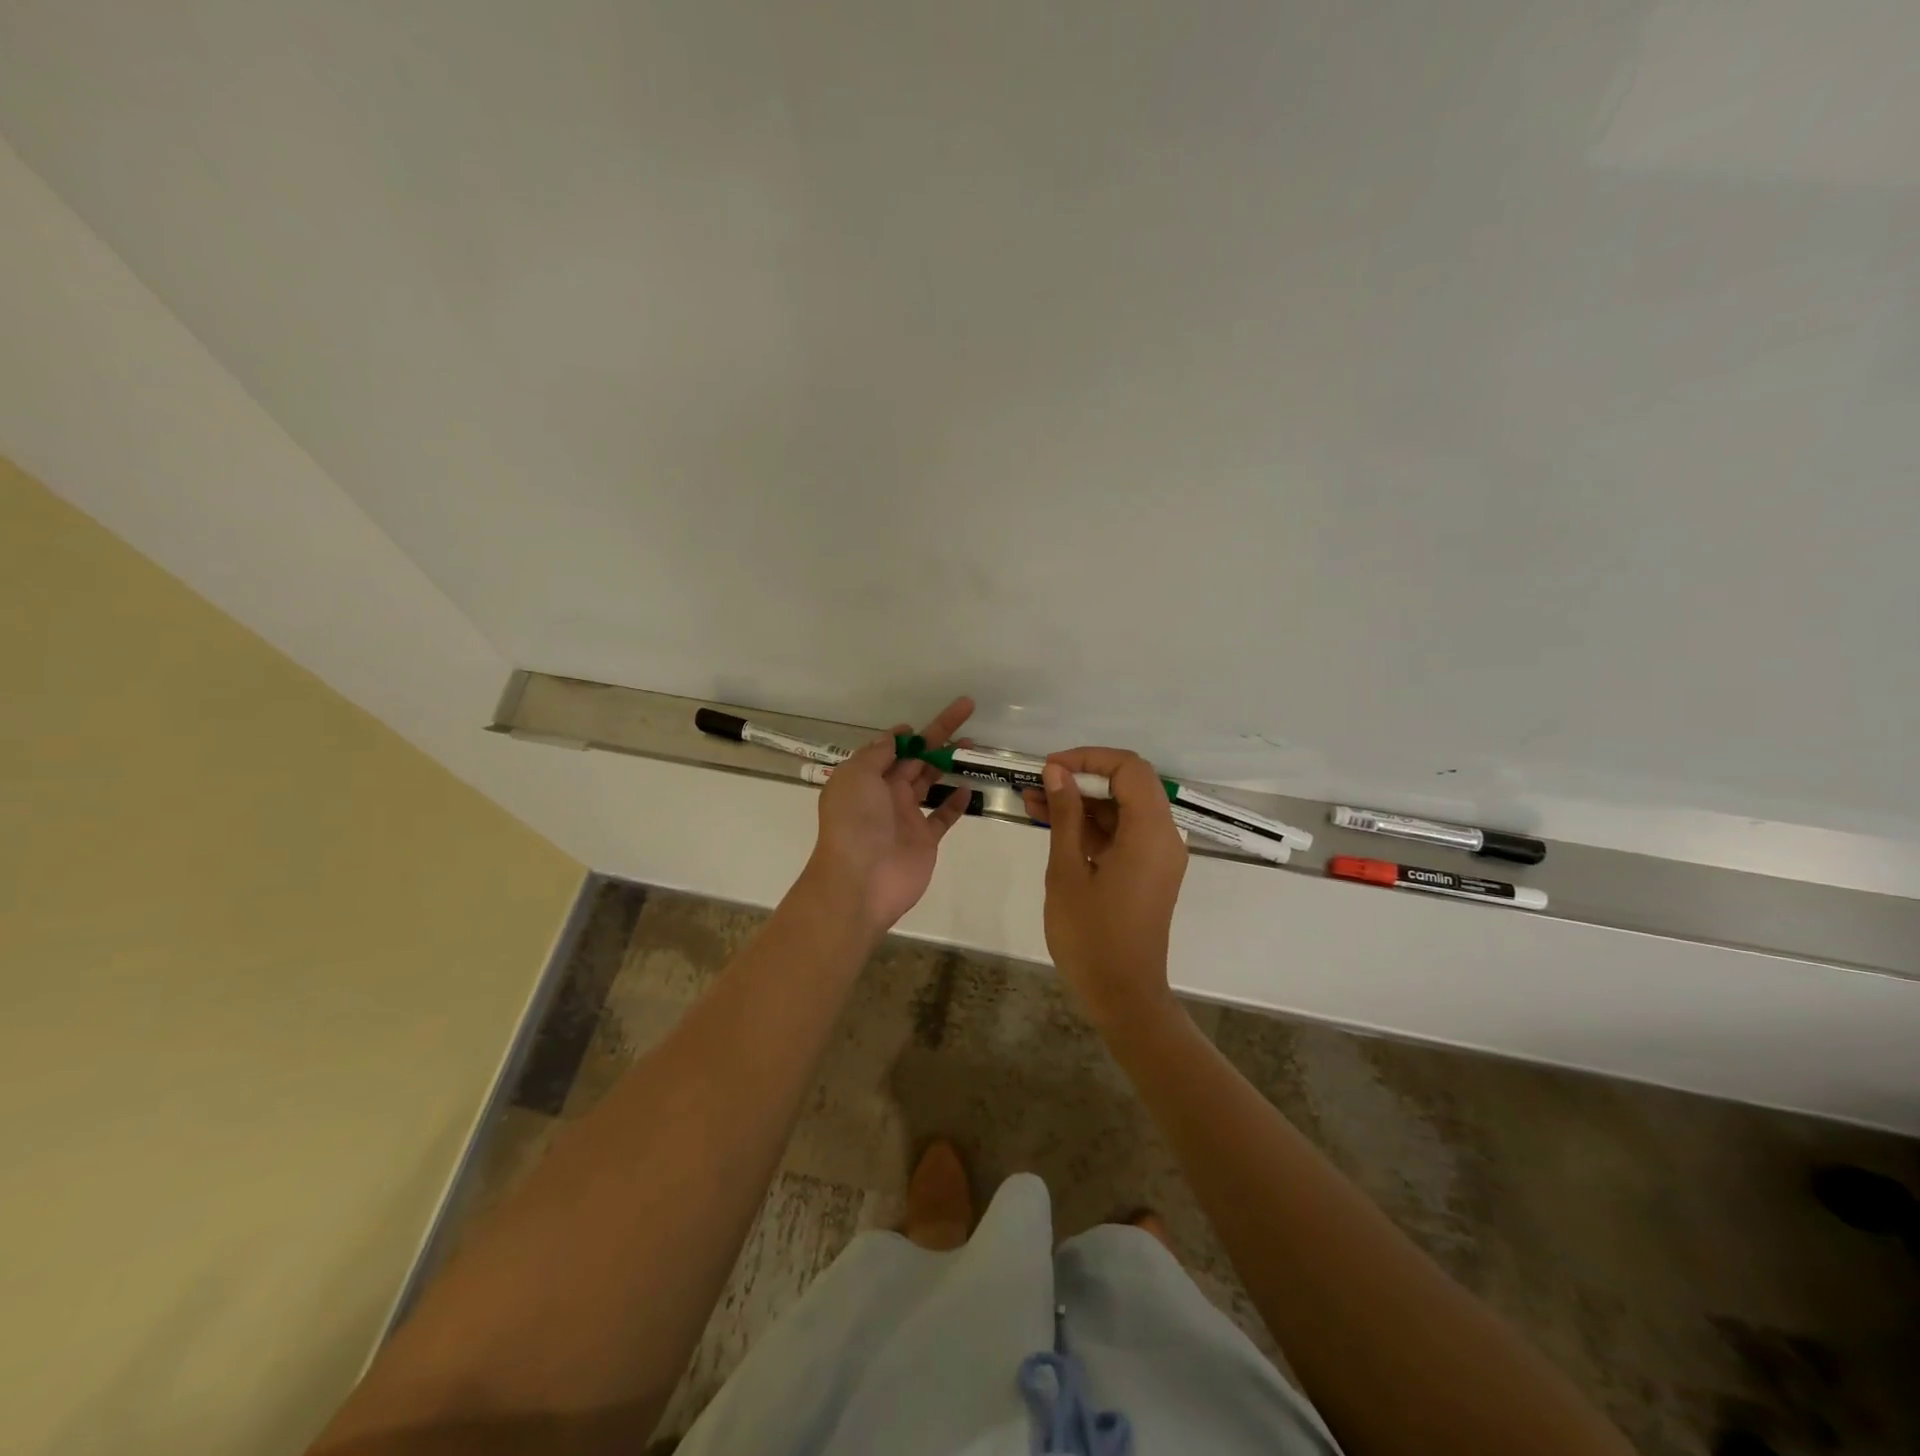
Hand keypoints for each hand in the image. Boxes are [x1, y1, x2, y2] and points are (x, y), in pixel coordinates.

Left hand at [802, 697, 975, 935]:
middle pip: (915, 758)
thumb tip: (895, 737)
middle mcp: (885, 793)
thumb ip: (878, 754)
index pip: (889, 748)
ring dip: (948, 762)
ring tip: (972, 745)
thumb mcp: (857, 776)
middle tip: (966, 711)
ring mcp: (906, 816)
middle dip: (938, 735)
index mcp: (865, 777)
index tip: (923, 722)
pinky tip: (969, 787)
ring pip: (930, 781)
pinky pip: (943, 815)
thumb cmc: (855, 822)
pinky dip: (956, 801)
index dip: (906, 733)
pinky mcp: (924, 839)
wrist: (861, 881)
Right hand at [1022, 748, 1187, 1032]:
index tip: (1050, 767)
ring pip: (1121, 810)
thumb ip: (1066, 815)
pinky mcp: (1147, 872)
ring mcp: (1157, 856)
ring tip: (1032, 802)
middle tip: (1035, 784)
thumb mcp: (1068, 870)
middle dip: (1080, 779)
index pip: (1129, 769)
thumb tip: (1057, 772)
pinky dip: (1090, 827)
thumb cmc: (1091, 936)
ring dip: (1081, 803)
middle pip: (1127, 786)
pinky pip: (1121, 834)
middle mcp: (1163, 837)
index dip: (1089, 758)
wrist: (1122, 996)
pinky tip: (1051, 824)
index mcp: (1151, 832)